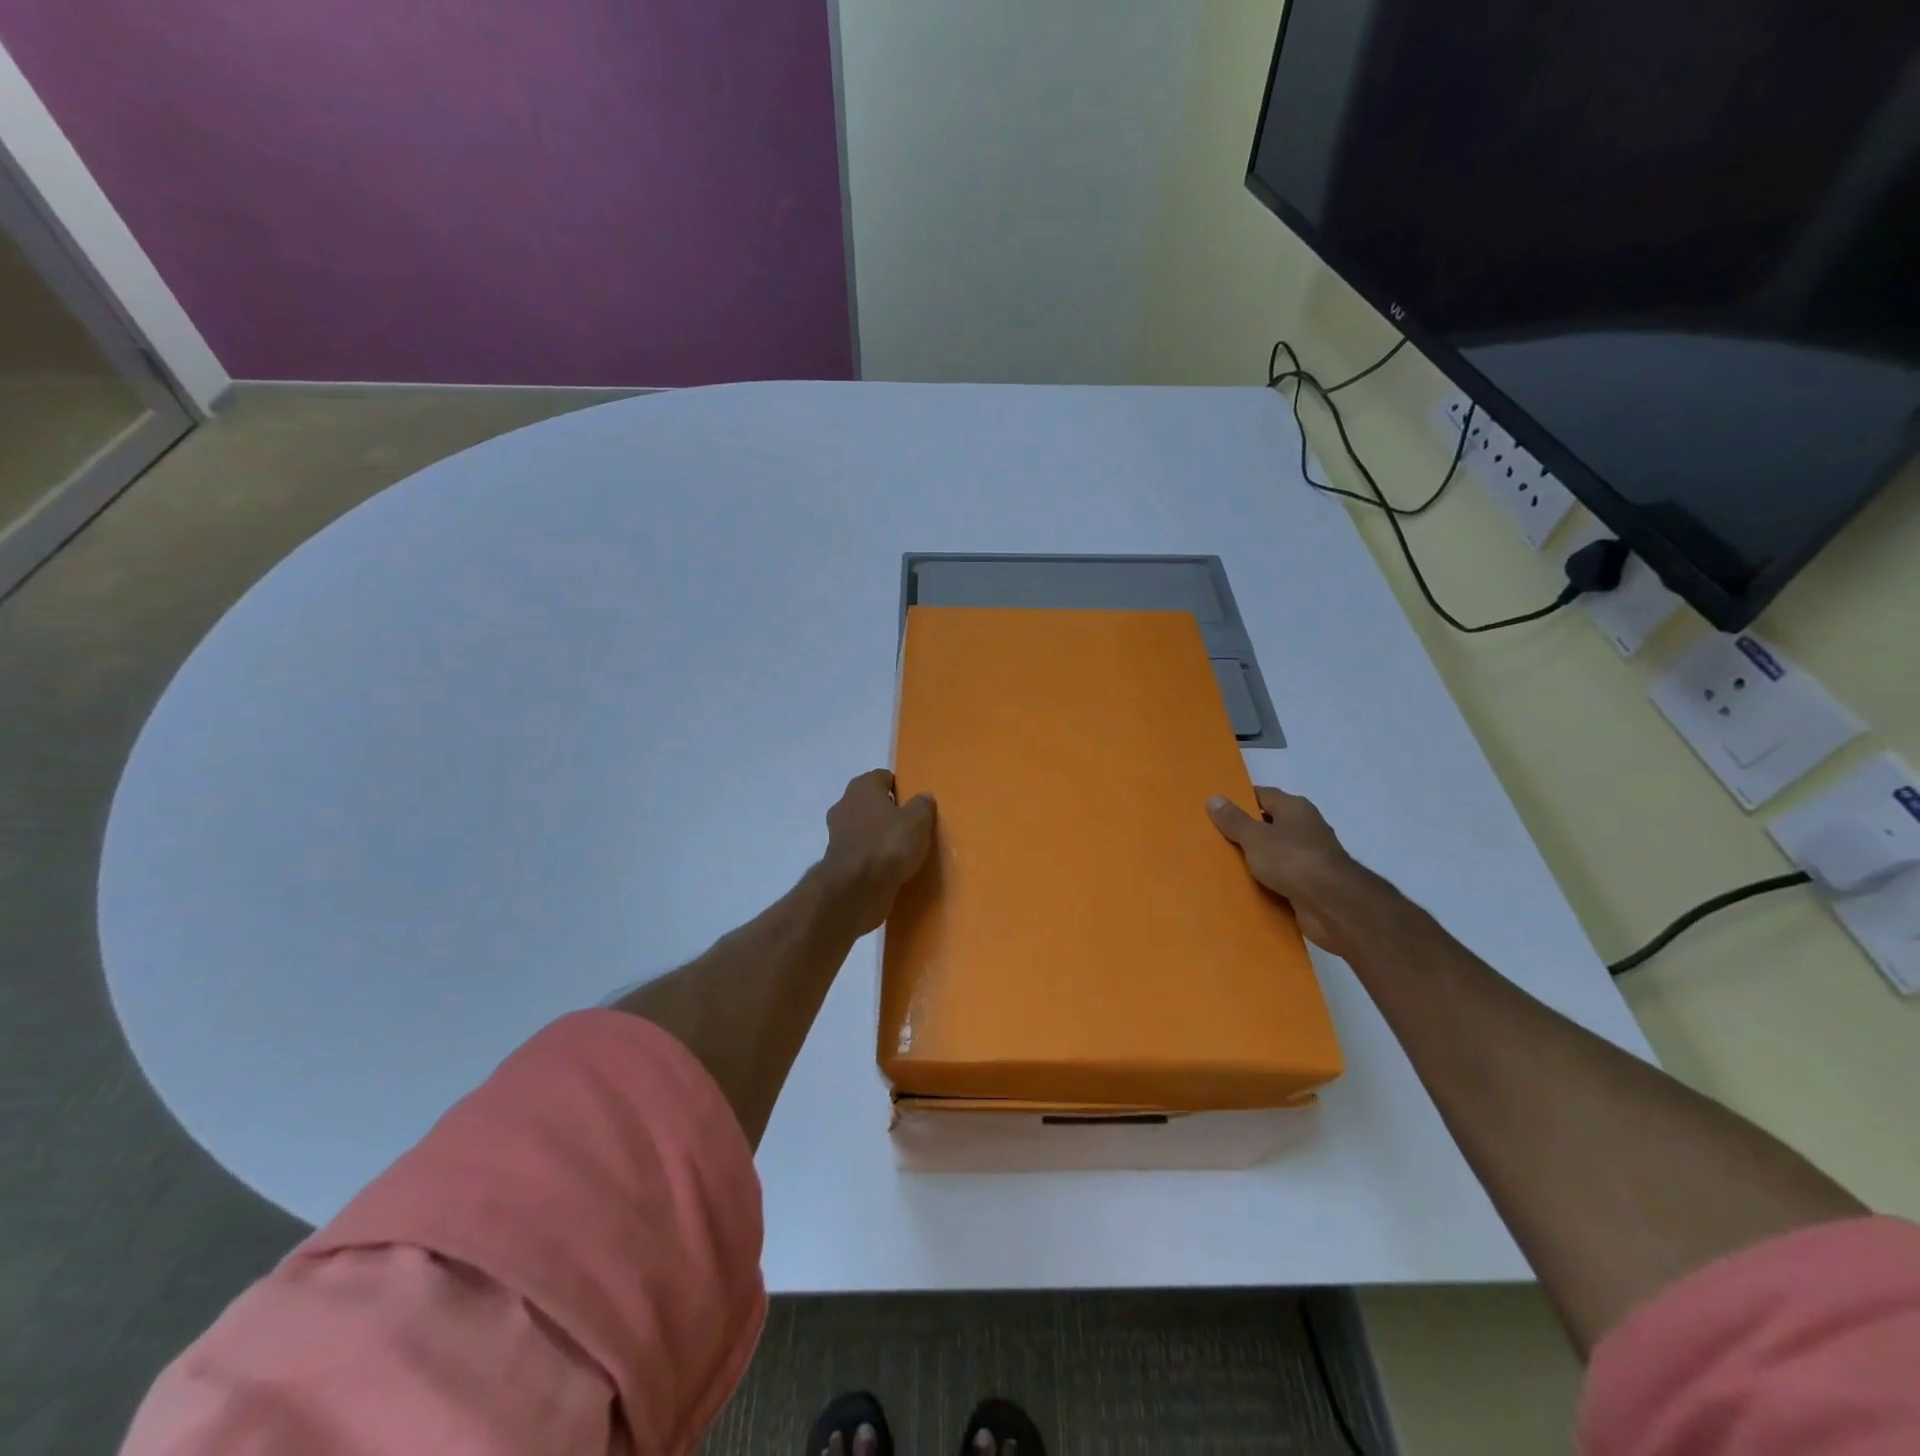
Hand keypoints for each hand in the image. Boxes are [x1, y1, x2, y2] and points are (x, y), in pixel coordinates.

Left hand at [820, 770, 936, 934]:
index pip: (884, 777)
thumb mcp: (917, 821)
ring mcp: (838, 833)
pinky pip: (861, 851)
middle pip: (872, 802)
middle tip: (912, 826)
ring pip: (865, 828)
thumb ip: (922, 805)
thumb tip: (923, 797)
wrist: (855, 889)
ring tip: (903, 850)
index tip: (916, 803)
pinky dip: (872, 857)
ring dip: (879, 836)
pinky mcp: (838, 861)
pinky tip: (890, 868)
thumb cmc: (888, 844)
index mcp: (862, 787)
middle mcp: (845, 804)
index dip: (901, 787)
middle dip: (889, 812)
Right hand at [1207, 785, 1381, 958]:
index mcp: (1294, 809)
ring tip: (1220, 864)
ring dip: (1253, 860)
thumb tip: (1214, 797)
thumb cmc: (1293, 860)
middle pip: (1267, 825)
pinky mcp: (1310, 884)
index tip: (1214, 810)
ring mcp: (1309, 858)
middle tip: (1211, 838)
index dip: (1239, 801)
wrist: (1333, 906)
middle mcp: (1304, 829)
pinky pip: (1280, 878)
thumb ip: (1234, 820)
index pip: (1262, 796)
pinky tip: (1243, 887)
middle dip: (1243, 832)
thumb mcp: (1255, 837)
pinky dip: (1264, 882)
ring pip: (1273, 853)